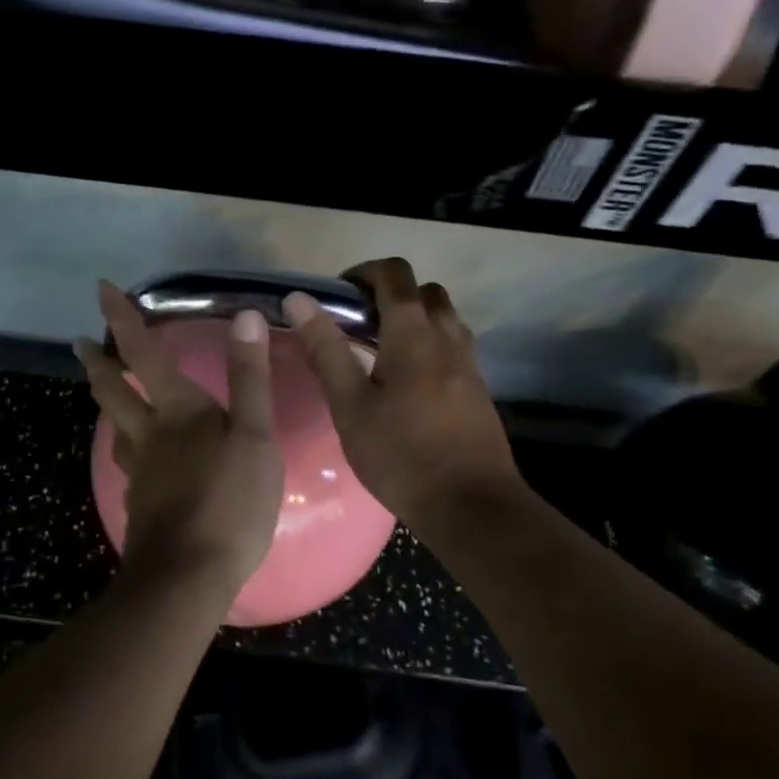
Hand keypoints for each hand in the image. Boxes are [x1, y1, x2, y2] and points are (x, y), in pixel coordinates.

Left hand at [75, 282, 284, 598]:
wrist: (187, 578)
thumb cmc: (229, 502)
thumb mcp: (255, 437)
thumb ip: (250, 379)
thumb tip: (246, 318)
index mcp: (176, 411)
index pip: (143, 353)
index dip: (121, 319)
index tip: (100, 289)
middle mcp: (148, 435)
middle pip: (113, 391)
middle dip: (97, 363)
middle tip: (80, 345)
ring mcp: (140, 472)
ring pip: (116, 427)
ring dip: (106, 402)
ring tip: (106, 393)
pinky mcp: (141, 504)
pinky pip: (129, 462)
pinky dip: (128, 446)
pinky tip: (139, 457)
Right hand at [284, 258, 523, 531]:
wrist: (472, 506)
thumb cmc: (400, 455)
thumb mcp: (350, 405)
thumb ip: (326, 350)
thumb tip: (299, 300)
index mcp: (413, 334)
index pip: (395, 275)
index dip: (365, 271)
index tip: (339, 293)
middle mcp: (448, 338)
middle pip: (426, 292)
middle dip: (392, 293)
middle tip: (359, 321)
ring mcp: (469, 364)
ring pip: (445, 319)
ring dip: (416, 319)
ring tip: (382, 351)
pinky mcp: (478, 390)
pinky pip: (455, 347)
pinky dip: (431, 345)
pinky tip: (408, 383)